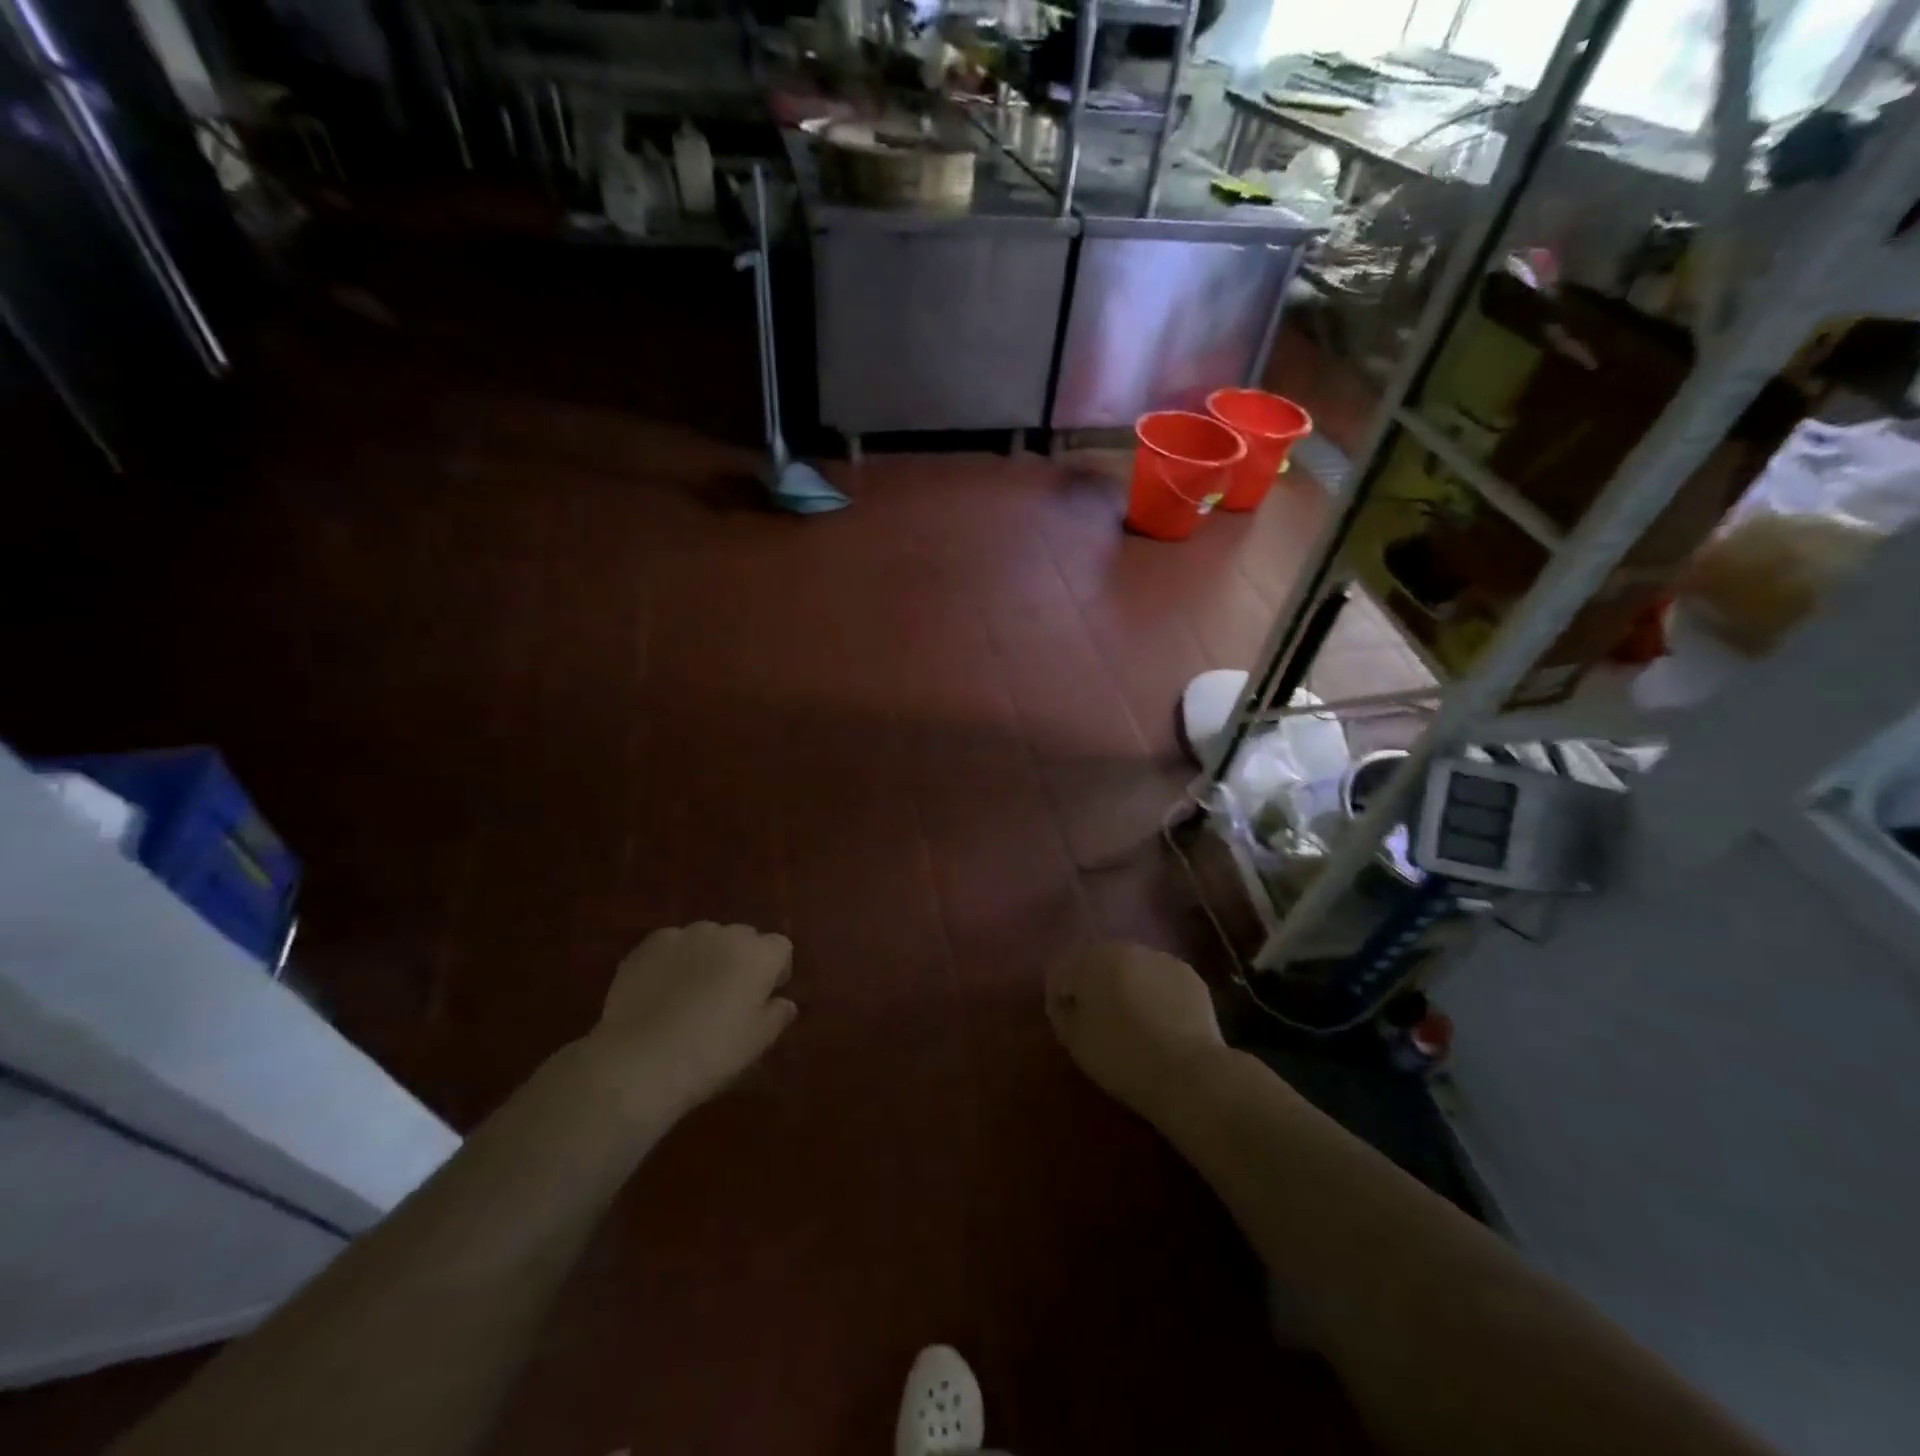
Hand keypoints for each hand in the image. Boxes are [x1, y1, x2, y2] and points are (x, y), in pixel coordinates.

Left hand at [582, 922, 796, 1123]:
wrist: (638, 1061)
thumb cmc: (711, 1054)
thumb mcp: (757, 1043)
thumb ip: (777, 1015)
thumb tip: (784, 1002)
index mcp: (759, 955)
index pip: (780, 948)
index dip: (776, 971)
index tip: (765, 997)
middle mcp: (725, 934)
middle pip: (744, 938)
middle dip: (742, 960)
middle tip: (728, 997)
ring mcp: (684, 935)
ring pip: (707, 938)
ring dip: (707, 956)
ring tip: (691, 993)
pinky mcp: (648, 945)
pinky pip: (672, 945)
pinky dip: (673, 960)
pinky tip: (661, 991)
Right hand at [1046, 941, 1225, 1117]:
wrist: (1188, 1073)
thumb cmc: (1121, 1057)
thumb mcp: (1075, 1042)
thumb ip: (1061, 1013)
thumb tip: (1066, 1001)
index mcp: (1090, 959)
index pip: (1062, 971)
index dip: (1060, 997)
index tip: (1069, 1023)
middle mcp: (1125, 948)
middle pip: (1099, 963)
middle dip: (1095, 986)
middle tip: (1100, 1021)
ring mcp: (1160, 958)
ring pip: (1133, 969)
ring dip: (1127, 987)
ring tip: (1135, 1023)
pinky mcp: (1189, 974)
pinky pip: (1161, 980)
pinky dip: (1157, 994)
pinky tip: (1162, 1023)